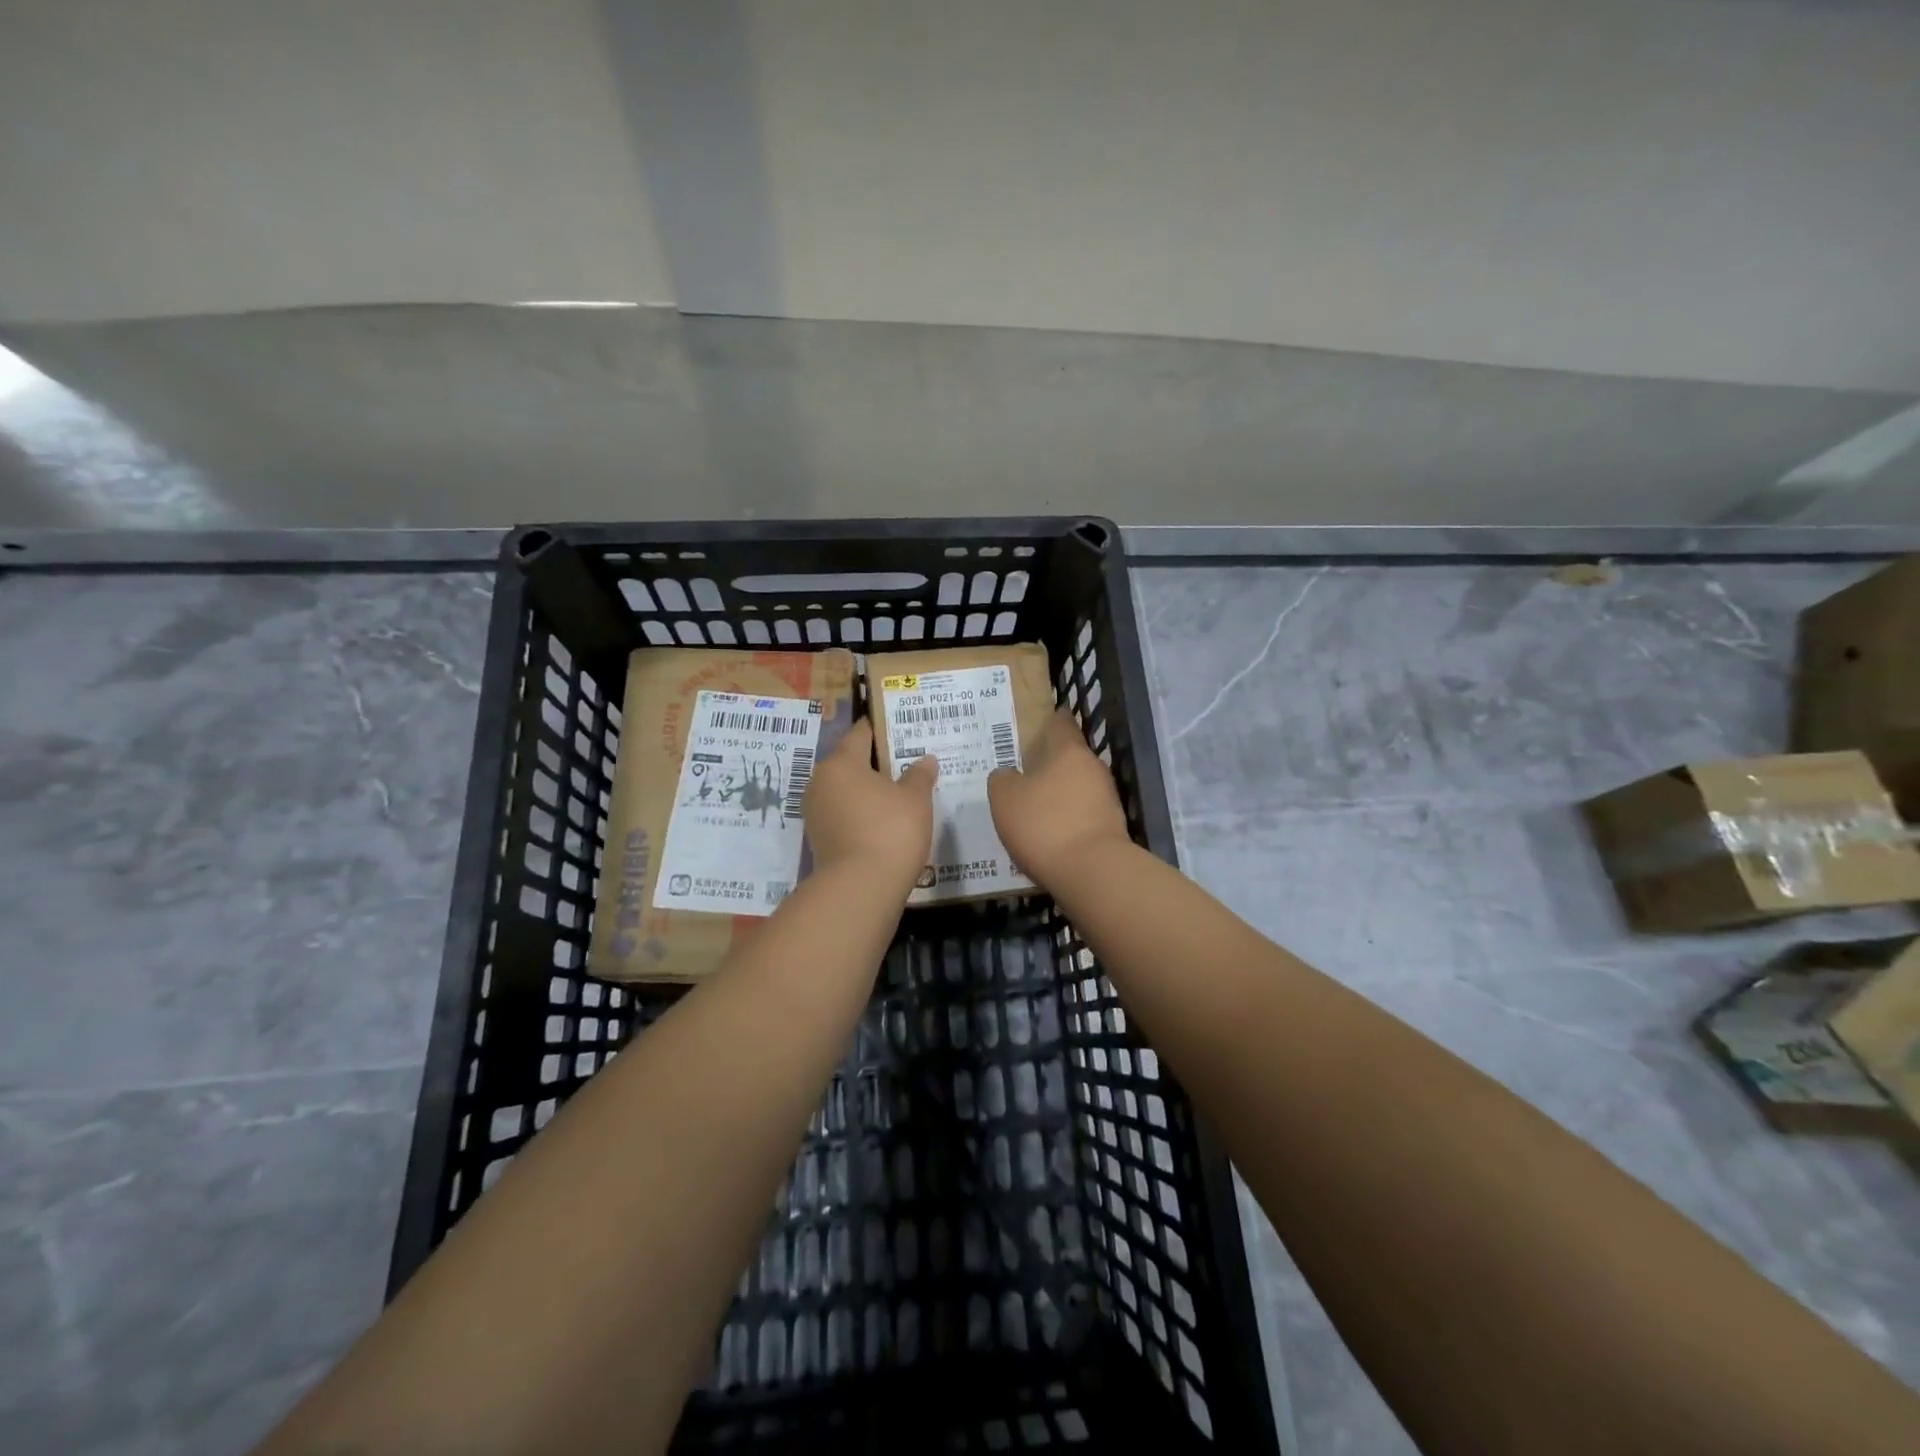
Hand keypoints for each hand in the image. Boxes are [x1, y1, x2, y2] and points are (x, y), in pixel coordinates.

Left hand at [804, 719, 937, 888]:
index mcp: (840, 763)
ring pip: (847, 791)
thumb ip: (919, 775)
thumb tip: (924, 760)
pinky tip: (886, 822)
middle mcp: (820, 783)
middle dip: (877, 762)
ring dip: (870, 791)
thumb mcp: (915, 799)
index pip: (860, 733)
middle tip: (908, 762)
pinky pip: (845, 815)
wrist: (859, 890)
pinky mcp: (820, 840)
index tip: (901, 727)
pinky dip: (863, 814)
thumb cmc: (890, 831)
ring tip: (901, 793)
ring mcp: (816, 813)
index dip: (882, 728)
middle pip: (851, 763)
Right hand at [988, 709, 1130, 886]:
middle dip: (1050, 763)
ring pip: (1077, 788)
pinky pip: (1082, 815)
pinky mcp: (1111, 829)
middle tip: (1024, 770)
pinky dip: (1066, 820)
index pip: (1061, 724)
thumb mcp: (1005, 798)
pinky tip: (1049, 835)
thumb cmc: (1044, 824)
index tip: (1041, 720)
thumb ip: (1002, 779)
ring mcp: (1107, 800)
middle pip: (1070, 758)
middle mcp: (1093, 769)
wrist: (1092, 873)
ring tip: (1033, 806)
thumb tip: (1007, 775)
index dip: (1050, 720)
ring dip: (1058, 794)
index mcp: (1069, 752)